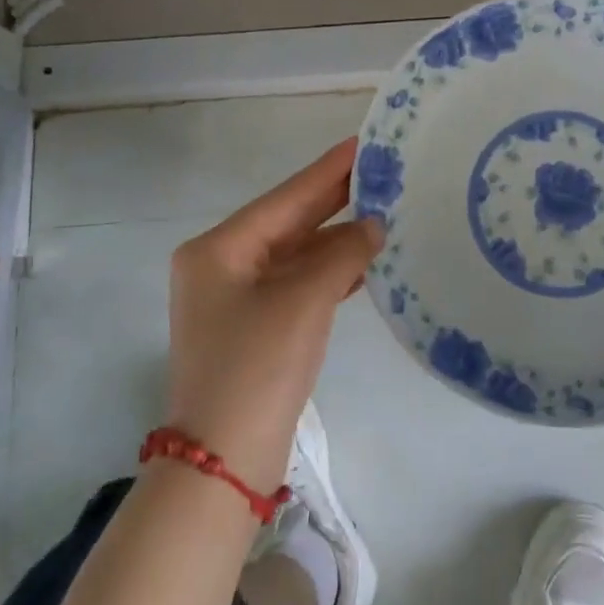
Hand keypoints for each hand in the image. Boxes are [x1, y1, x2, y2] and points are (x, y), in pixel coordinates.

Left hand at [163, 138, 381, 492]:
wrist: (224, 462)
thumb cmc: (258, 367)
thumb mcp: (305, 300)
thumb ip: (343, 252)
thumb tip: (373, 226)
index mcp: (219, 249)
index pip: (286, 197)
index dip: (329, 170)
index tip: (366, 142)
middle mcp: (221, 266)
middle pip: (289, 222)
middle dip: (335, 200)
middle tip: (383, 171)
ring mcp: (235, 299)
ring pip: (296, 254)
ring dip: (337, 238)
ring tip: (385, 211)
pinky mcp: (253, 327)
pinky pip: (296, 283)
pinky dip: (329, 271)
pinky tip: (363, 261)